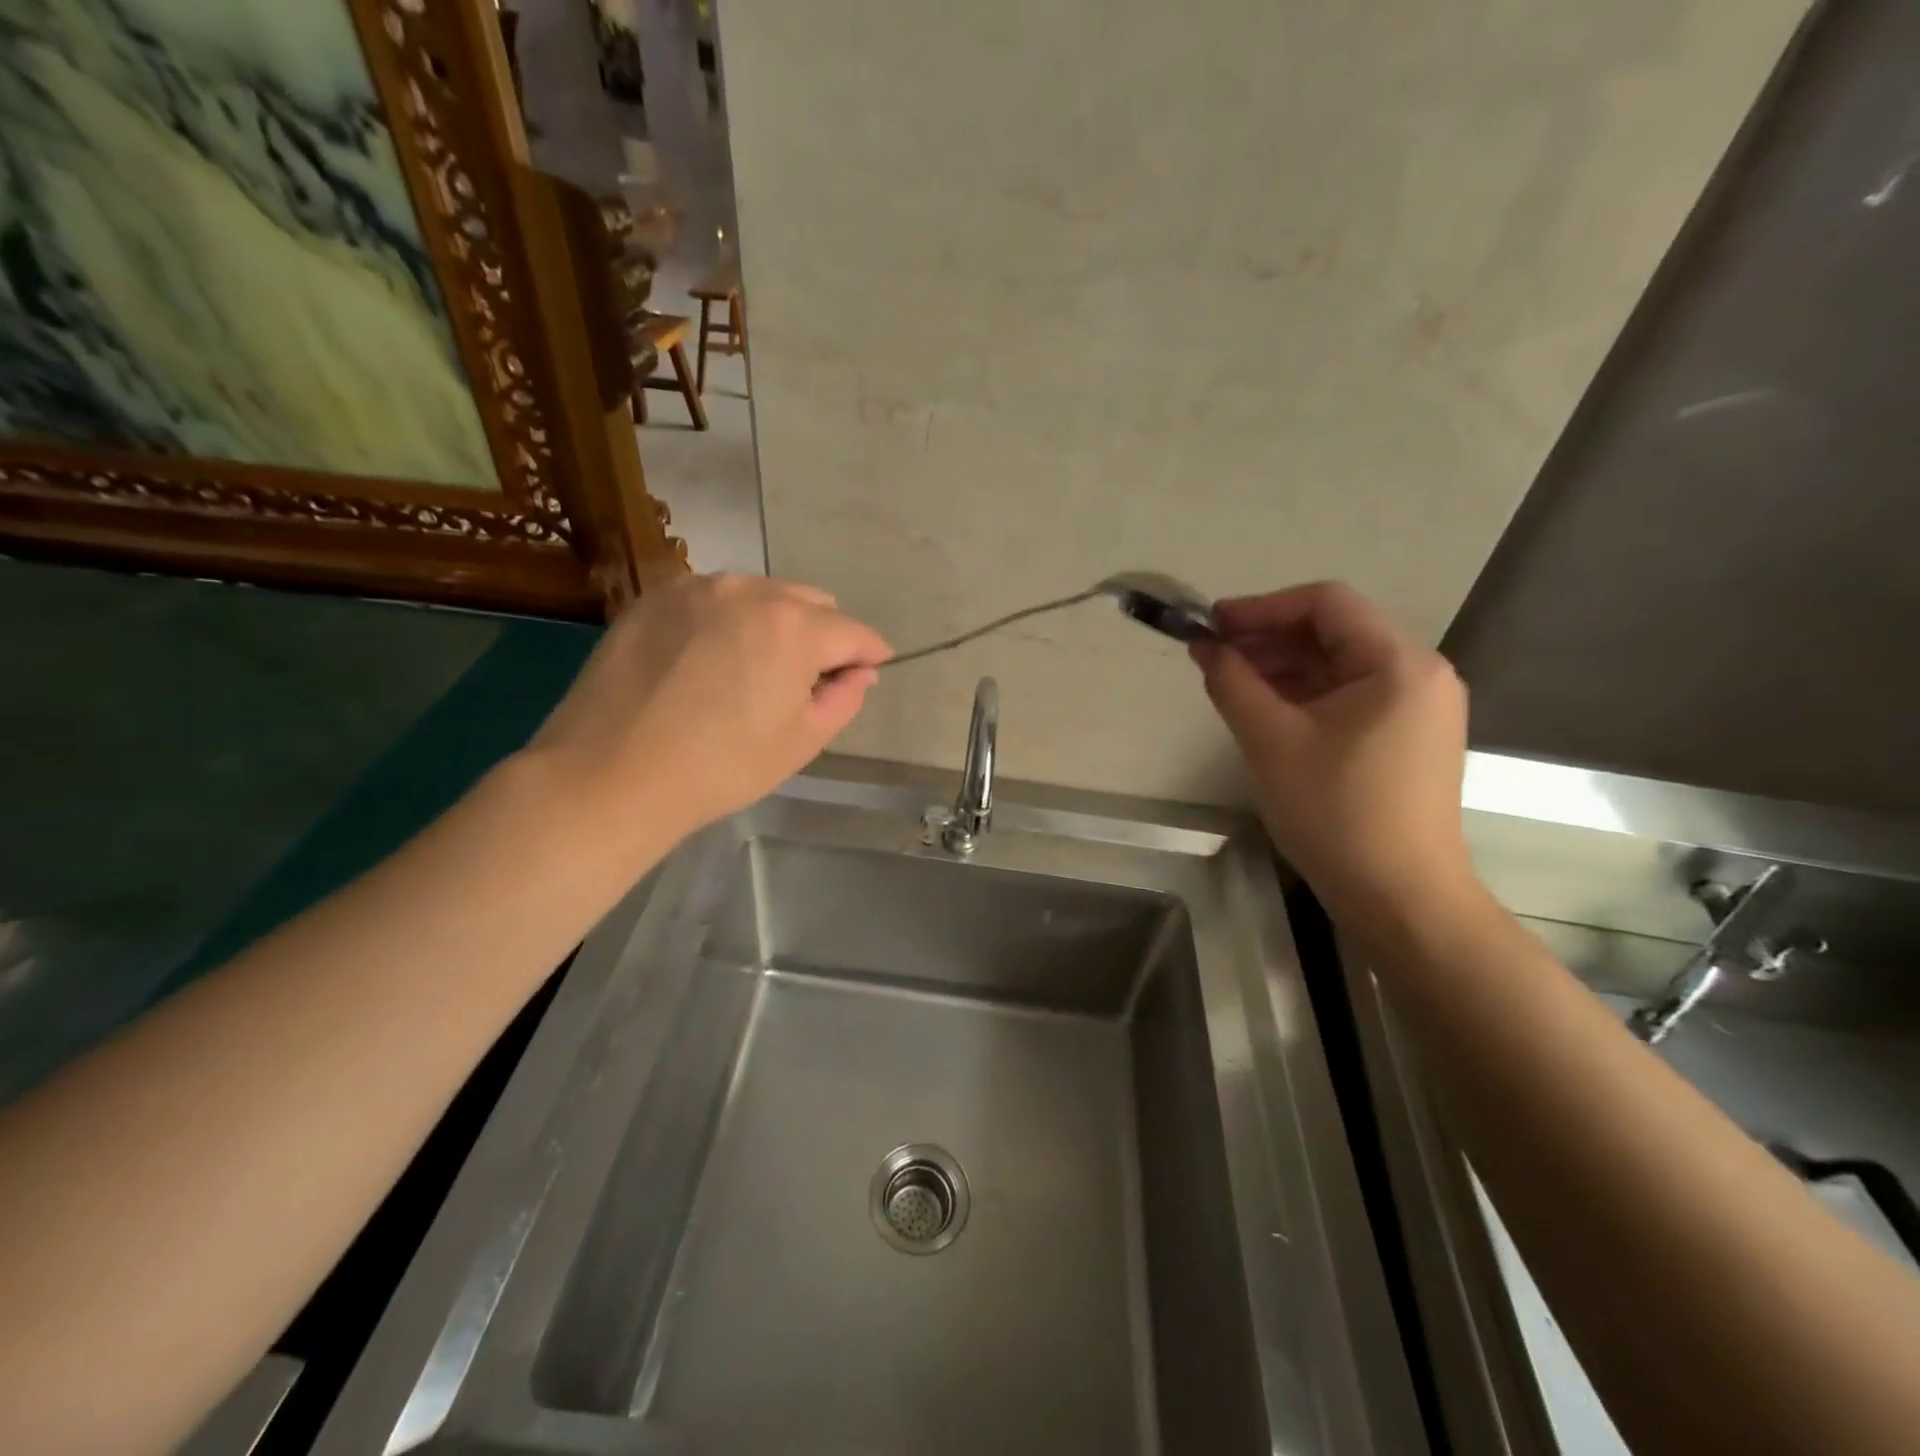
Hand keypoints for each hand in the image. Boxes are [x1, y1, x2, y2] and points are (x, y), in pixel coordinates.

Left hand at [526, 574, 890, 842]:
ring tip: (752, 669)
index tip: (868, 673)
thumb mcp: (802, 741)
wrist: (611, 775)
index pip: (853, 632)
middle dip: (823, 635)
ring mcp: (696, 588)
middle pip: (811, 601)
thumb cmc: (721, 767)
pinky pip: (713, 598)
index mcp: (794, 626)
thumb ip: (846, 697)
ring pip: (761, 594)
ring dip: (775, 623)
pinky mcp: (654, 597)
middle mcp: (749, 590)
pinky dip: (727, 620)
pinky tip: (707, 660)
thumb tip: (860, 671)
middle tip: (804, 680)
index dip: (869, 655)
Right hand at [1192, 582, 1471, 915]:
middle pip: (1335, 632)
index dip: (1262, 607)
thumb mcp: (1270, 741)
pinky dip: (1305, 695)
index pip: (1326, 603)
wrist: (1400, 897)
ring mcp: (1418, 708)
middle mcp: (1420, 674)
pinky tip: (1265, 710)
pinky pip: (1350, 697)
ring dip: (1283, 668)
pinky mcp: (1408, 738)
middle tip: (1214, 656)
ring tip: (1231, 683)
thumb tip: (1204, 646)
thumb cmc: (1336, 812)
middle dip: (1269, 639)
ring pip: (1339, 666)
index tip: (1212, 625)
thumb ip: (1232, 683)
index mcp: (1399, 663)